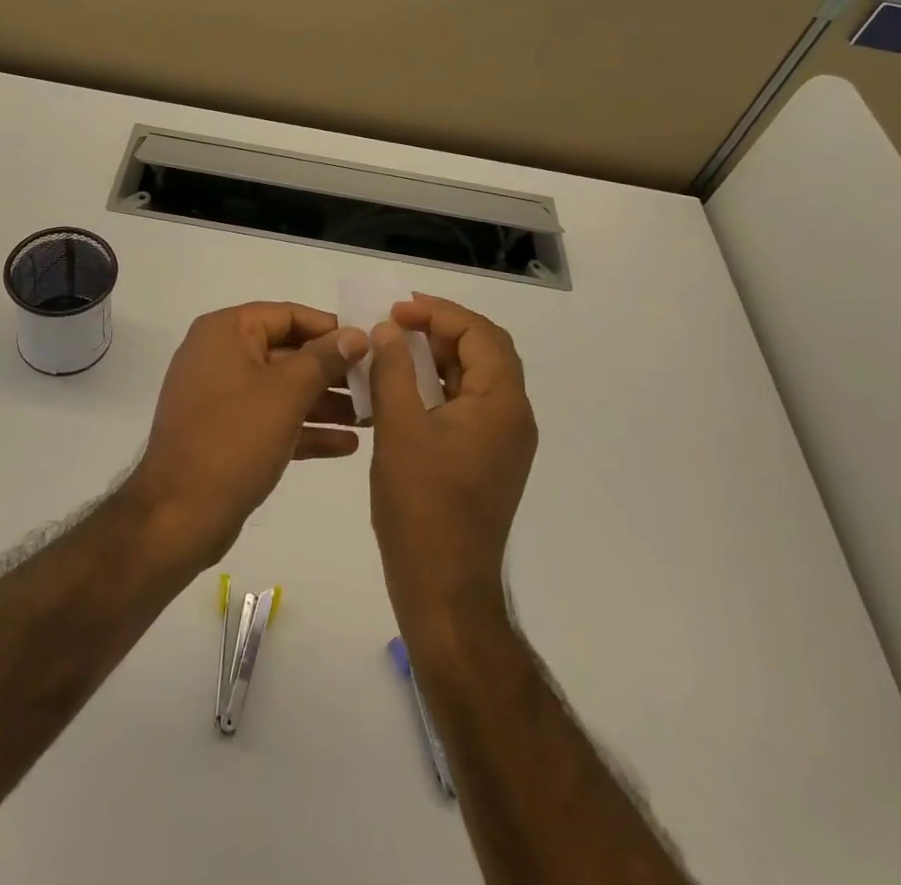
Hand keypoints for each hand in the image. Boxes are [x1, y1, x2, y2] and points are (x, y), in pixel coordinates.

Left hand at [124, 303, 367, 568]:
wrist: (178, 516)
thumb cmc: (234, 439)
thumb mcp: (286, 392)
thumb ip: (325, 358)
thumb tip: (357, 334)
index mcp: (225, 332)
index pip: (287, 315)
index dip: (330, 328)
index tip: (370, 345)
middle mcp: (220, 356)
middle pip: (288, 352)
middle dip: (333, 371)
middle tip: (378, 385)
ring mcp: (221, 398)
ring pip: (283, 389)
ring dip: (325, 402)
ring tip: (371, 417)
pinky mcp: (226, 435)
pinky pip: (272, 420)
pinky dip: (305, 428)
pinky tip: (347, 445)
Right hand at [368, 295, 536, 631]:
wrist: (445, 589)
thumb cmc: (422, 506)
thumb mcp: (399, 428)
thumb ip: (393, 370)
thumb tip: (387, 330)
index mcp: (502, 404)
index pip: (480, 334)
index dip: (439, 313)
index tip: (396, 311)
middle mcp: (513, 417)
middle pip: (484, 352)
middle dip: (440, 330)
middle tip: (396, 322)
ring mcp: (503, 442)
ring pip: (475, 379)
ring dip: (438, 357)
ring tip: (394, 348)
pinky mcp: (487, 460)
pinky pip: (467, 406)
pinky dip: (438, 387)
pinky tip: (402, 389)